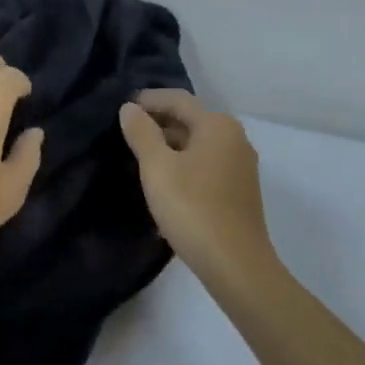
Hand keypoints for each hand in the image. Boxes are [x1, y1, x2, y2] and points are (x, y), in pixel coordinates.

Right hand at [119, 90, 275, 284]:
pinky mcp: (240, 191)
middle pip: (191, 120)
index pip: (178, 100)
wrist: (236, 265)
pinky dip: (184, 165)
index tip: (123, 107)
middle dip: (159, 123)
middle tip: (128, 132)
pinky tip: (165, 182)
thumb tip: (129, 109)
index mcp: (217, 125)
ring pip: (199, 145)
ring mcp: (241, 166)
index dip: (149, 100)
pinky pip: (207, 165)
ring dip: (170, 146)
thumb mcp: (157, 167)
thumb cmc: (193, 208)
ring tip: (141, 157)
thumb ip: (141, 133)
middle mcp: (235, 139)